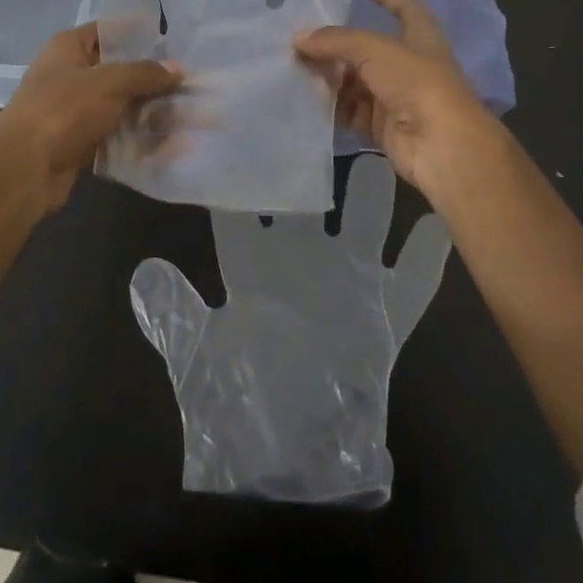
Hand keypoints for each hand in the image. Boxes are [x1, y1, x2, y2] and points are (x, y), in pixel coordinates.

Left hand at [0, 23, 179, 213]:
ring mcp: (75, 110)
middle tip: (193, 87)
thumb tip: (177, 69)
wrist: (23, 169)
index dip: (141, 35)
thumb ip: (146, 73)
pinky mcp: (81, 141)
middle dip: (156, 81)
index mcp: (69, 47)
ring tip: (192, 120)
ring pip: (123, 105)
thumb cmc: (63, 110)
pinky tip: (173, 147)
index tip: (176, 43)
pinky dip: (141, 139)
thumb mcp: (109, 82)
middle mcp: (71, 74)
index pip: (110, 31)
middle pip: (121, 71)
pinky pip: (118, 134)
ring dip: (153, 113)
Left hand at [130, 154, 451, 502]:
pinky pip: (410, 284)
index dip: (243, 172)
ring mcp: (346, 286)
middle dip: (313, 166)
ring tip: (380, 161)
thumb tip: (144, 269)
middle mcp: (301, 263)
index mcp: (254, 268)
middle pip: (310, 201)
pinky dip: (425, 260)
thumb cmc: (236, 405)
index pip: (247, 208)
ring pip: (364, 228)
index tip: (245, 130)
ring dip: (372, 201)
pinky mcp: (382, 319)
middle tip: (318, 120)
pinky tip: (439, 227)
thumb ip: (175, 314)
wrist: (288, 463)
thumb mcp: (197, 360)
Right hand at [295, 0, 503, 207]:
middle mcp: (409, 66)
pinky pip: (352, 113)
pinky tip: (306, 99)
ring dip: (331, 77)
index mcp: (421, 38)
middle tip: (304, 37)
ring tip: (295, 67)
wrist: (440, 145)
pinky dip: (332, 107)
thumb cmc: (416, 82)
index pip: (405, 8)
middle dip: (339, 45)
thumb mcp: (375, 50)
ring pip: (357, 82)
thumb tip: (298, 38)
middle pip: (369, 50)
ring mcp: (397, 98)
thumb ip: (336, 41)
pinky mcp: (384, 128)